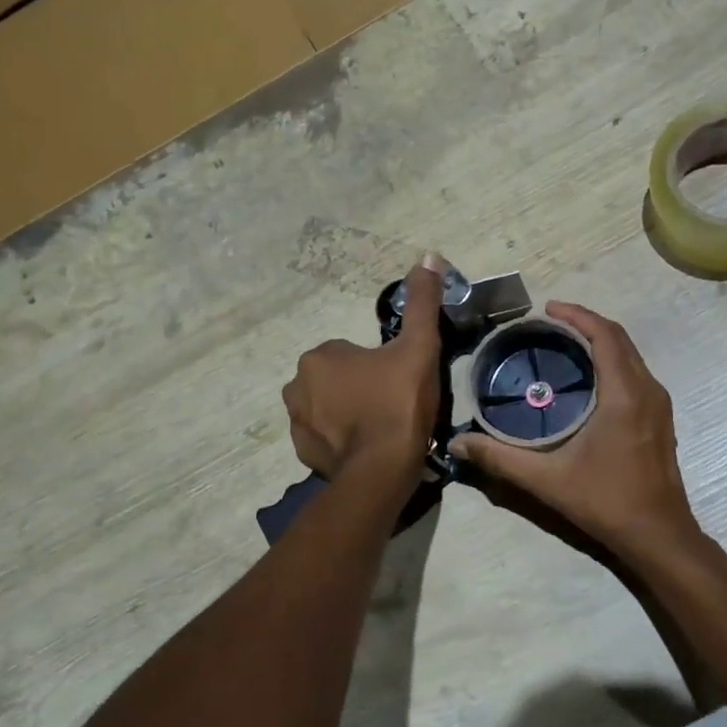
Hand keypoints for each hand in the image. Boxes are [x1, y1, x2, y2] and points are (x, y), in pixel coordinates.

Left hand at [283, 257, 444, 478]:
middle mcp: (296, 385)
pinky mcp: (303, 453)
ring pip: (327, 407)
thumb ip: (422, 303)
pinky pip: (323, 437)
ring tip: (381, 428)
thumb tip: (429, 256)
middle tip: (392, 404)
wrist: (383, 469)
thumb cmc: (399, 403)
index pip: (349, 352)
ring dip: (347, 413)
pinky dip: (340, 440)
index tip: (398, 382)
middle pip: (336, 379)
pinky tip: (366, 448)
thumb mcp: (419, 347)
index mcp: (319, 356)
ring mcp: (297, 423)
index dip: (378, 366)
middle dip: (359, 387)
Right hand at [450, 303, 698, 557]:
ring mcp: (659, 405)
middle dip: (586, 323)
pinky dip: (612, 362)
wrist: (658, 536)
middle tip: (550, 323)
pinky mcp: (660, 419)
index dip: (577, 315)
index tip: (547, 308)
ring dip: (601, 342)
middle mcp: (647, 390)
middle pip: (620, 339)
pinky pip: (635, 373)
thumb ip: (500, 458)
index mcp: (625, 394)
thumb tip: (458, 442)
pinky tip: (588, 379)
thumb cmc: (606, 501)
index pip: (605, 335)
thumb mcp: (547, 479)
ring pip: (631, 356)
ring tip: (565, 344)